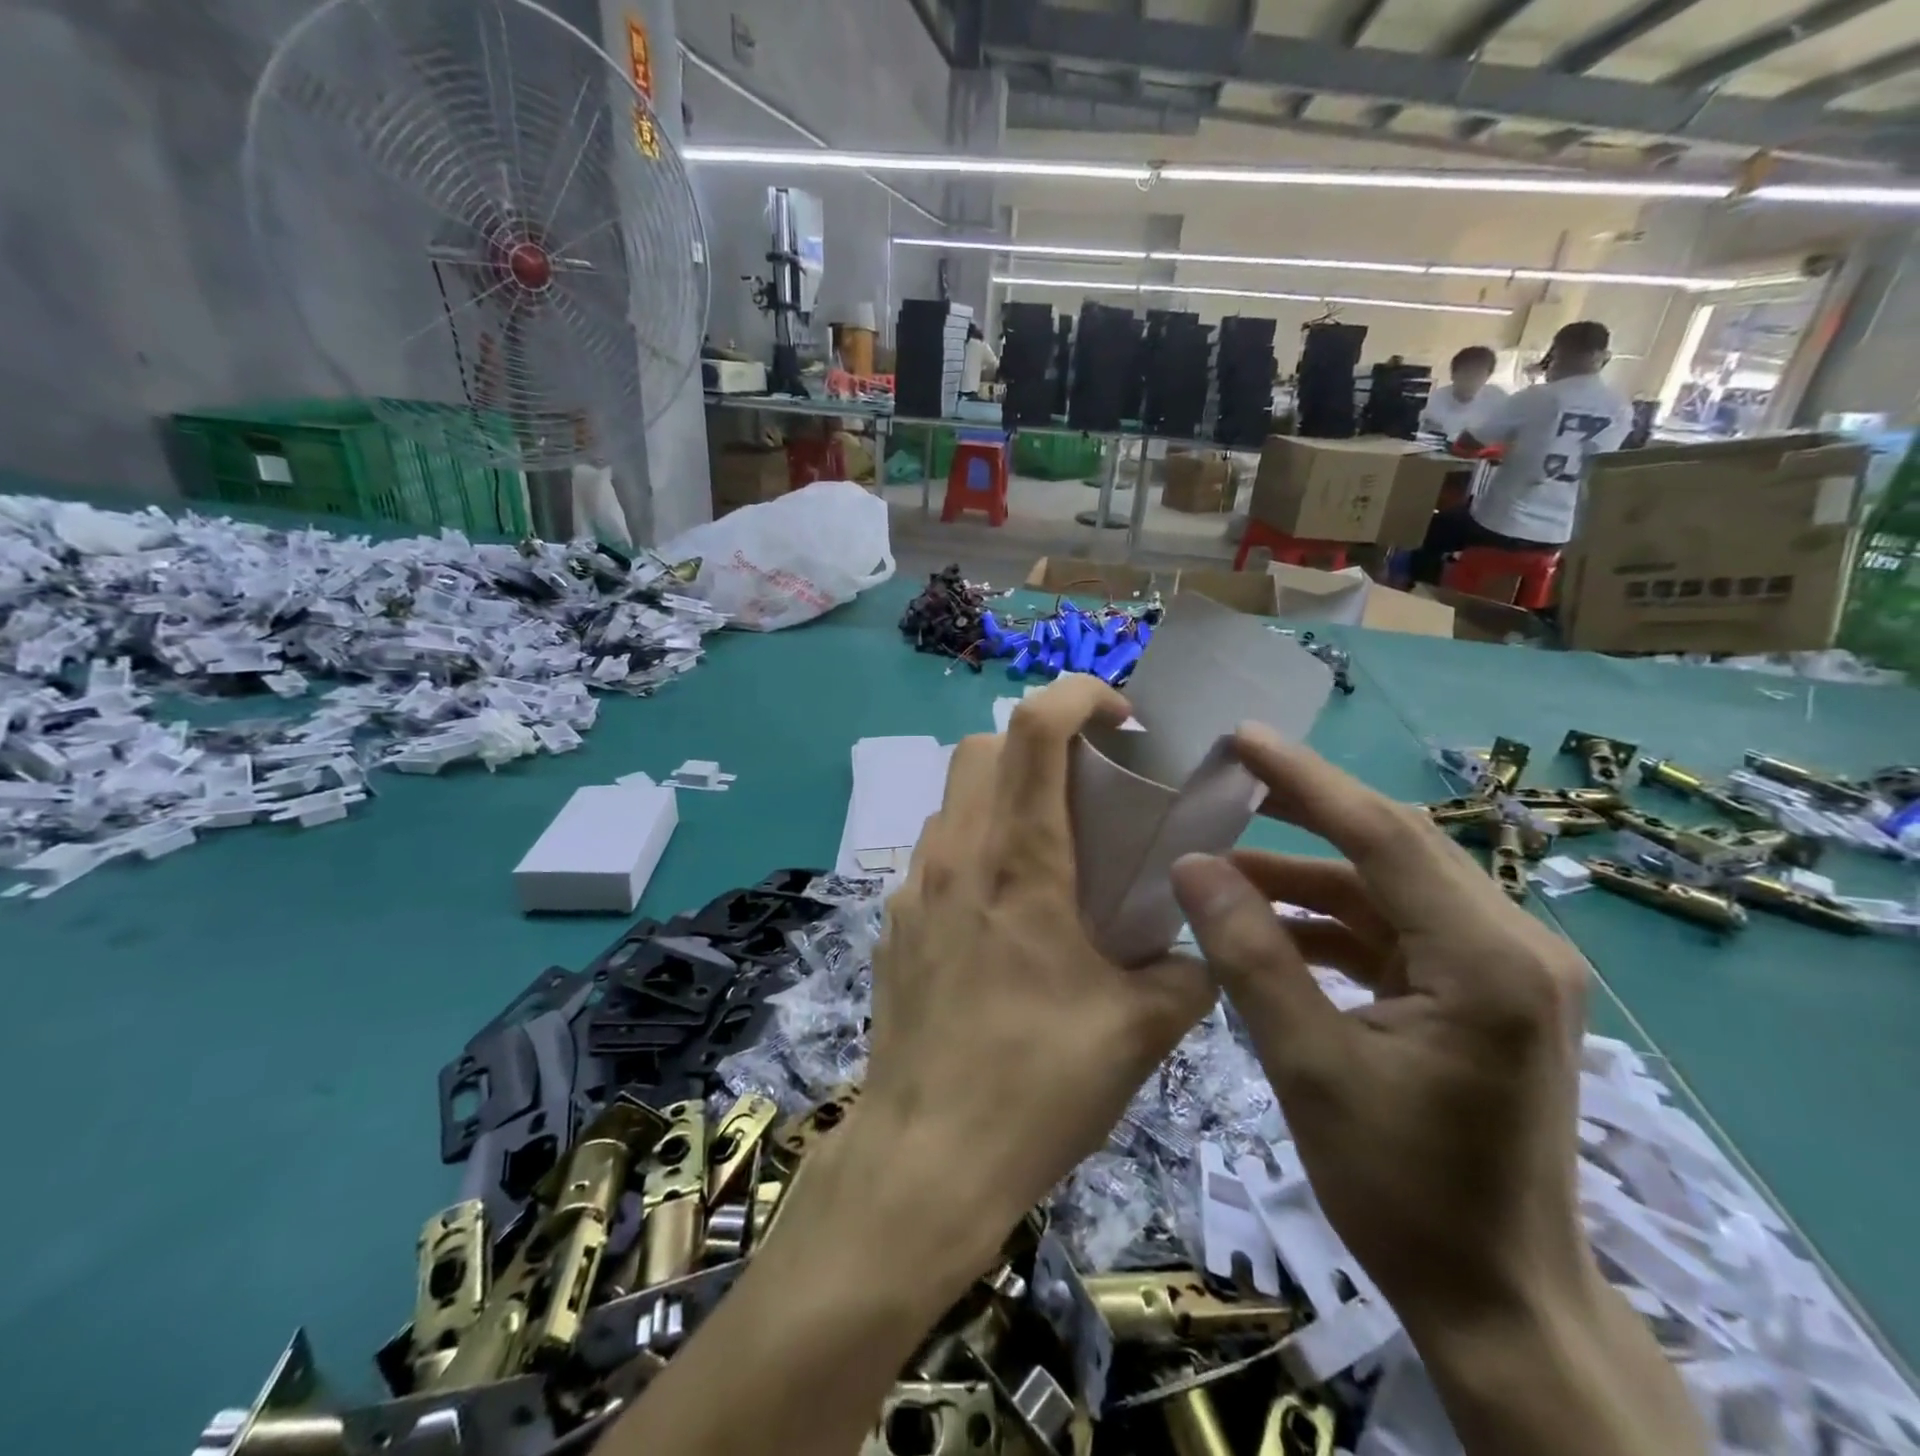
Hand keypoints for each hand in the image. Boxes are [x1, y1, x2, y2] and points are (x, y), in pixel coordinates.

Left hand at [859, 676, 1213, 1273]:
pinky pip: (937, 849)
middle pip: (985, 745)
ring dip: (1004, 791)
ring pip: (956, 795)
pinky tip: (1003, 908)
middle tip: (1088, 786)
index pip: (1036, 728)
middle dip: (1041, 742)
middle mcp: (958, 855)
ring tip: (1049, 846)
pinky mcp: (896, 920)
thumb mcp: (1140, 1031)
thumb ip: (1186, 973)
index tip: (1122, 719)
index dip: (1079, 695)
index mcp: (1020, 862)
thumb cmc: (1037, 1086)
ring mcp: (916, 886)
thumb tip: (1199, 951)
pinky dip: (975, 842)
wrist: (926, 1157)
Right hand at [1169, 724, 1596, 1335]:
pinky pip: (1395, 928)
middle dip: (1305, 809)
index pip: (1383, 835)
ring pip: (1389, 886)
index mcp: (1486, 959)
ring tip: (1224, 863)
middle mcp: (1512, 944)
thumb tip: (1191, 865)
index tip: (1240, 738)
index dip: (1305, 780)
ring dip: (1308, 871)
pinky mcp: (1481, 991)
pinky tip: (1269, 923)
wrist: (1498, 1300)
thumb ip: (1249, 954)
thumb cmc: (1402, 1190)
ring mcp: (1503, 968)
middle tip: (1226, 779)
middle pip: (1393, 846)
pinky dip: (1329, 918)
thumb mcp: (1308, 1065)